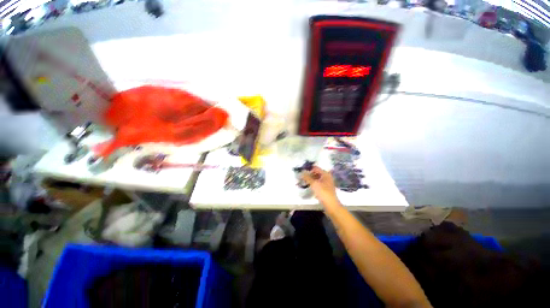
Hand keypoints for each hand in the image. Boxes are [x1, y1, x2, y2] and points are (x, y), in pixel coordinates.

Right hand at [301, 166, 340, 208]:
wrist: (331, 204)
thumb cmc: (323, 192)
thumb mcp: (314, 184)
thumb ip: (307, 177)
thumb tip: (301, 172)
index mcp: (325, 174)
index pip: (315, 168)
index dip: (309, 169)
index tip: (302, 173)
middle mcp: (327, 177)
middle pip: (316, 173)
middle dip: (309, 174)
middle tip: (302, 178)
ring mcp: (327, 183)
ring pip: (317, 178)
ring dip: (311, 179)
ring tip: (304, 182)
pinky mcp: (326, 188)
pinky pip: (318, 183)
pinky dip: (313, 183)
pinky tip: (309, 186)